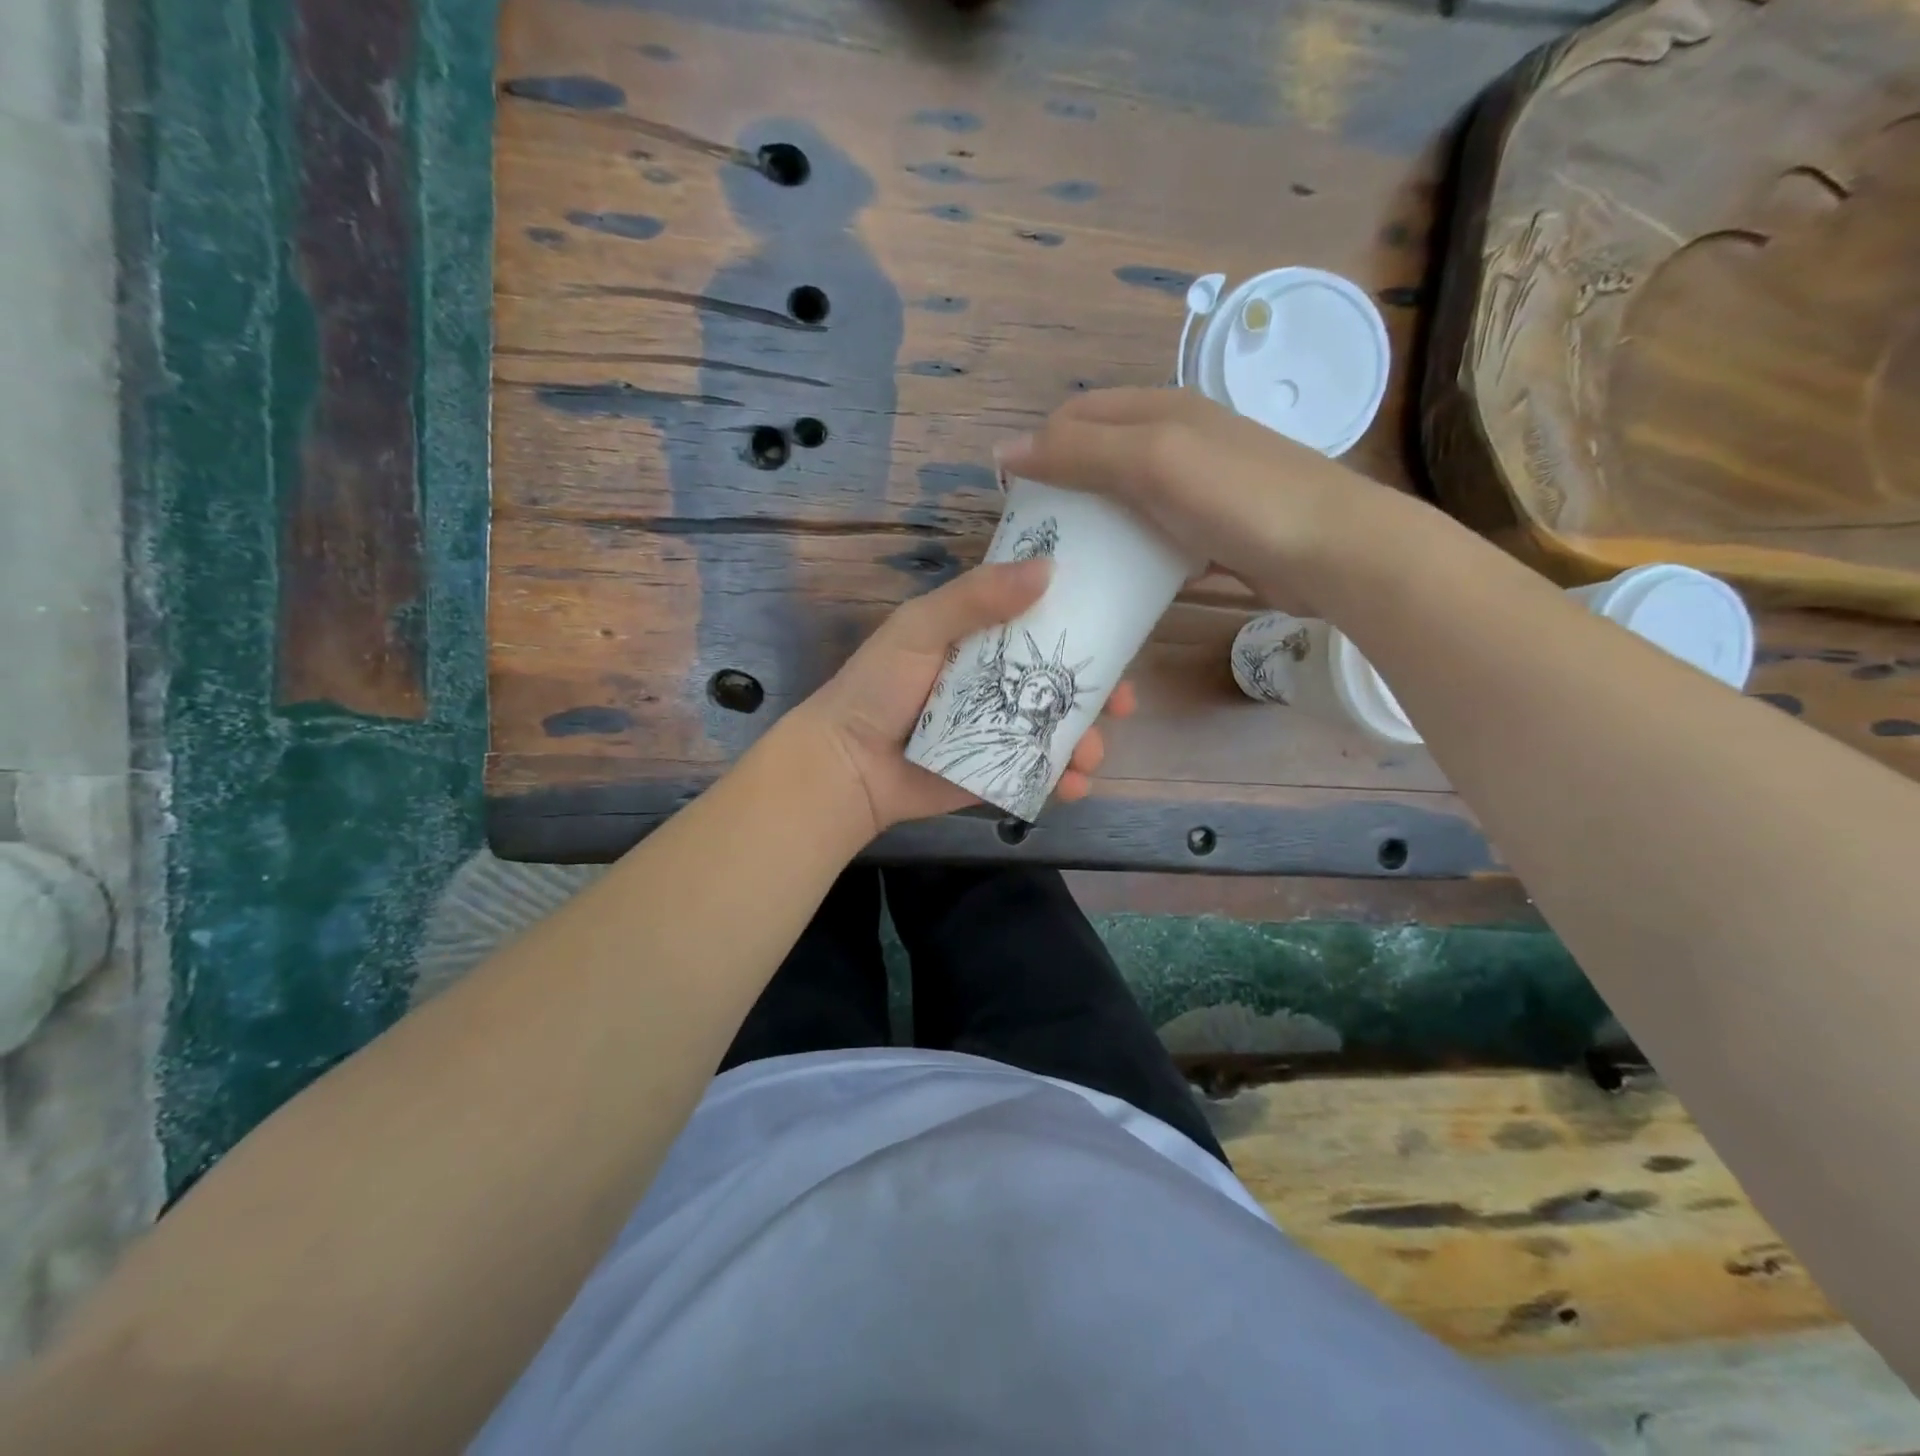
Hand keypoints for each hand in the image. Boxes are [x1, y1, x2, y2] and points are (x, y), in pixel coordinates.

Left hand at [792, 560, 1136, 837]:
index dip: (1085, 628)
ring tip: (1090, 756)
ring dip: (1087, 742)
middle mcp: (998, 684)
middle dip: (1099, 695)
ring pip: (1059, 731)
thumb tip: (1049, 568)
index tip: (1120, 633)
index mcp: (983, 642)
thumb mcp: (920, 628)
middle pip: (1061, 683)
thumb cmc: (878, 687)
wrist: (846, 764)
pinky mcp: (995, 773)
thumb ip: (976, 598)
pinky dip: (1064, 782)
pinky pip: (1039, 774)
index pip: (1044, 626)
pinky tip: (1074, 786)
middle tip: (1123, 705)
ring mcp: (999, 731)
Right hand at [994, 387, 1406, 615]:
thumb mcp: (1153, 462)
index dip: (1039, 448)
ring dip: (1094, 523)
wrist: (1332, 551)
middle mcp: (1177, 440)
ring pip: (1125, 498)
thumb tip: (1005, 449)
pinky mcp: (1212, 530)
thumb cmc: (1239, 499)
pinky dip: (1129, 551)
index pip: (1077, 415)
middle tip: (1035, 538)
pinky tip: (1117, 579)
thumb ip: (1081, 452)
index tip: (1015, 501)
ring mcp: (1198, 487)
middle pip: (1099, 455)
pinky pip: (1153, 534)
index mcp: (1161, 411)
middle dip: (1061, 488)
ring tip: (1066, 562)